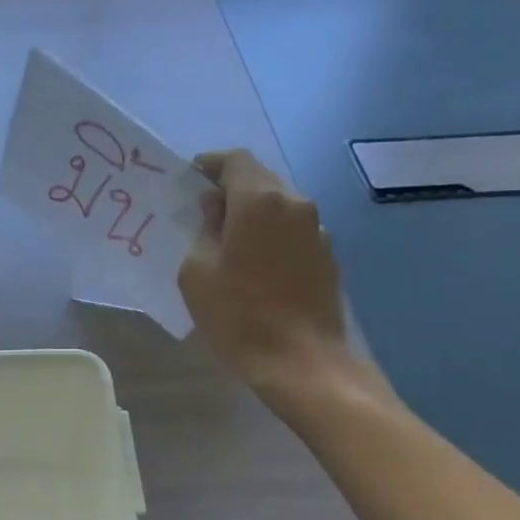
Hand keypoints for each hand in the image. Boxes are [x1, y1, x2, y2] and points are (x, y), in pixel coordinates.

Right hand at [178, 149, 353, 402]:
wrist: (299, 359)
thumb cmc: (238, 315)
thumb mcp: (197, 273)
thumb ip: (204, 230)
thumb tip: (214, 208)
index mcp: (259, 201)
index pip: (236, 161)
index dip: (211, 164)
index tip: (192, 176)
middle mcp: (295, 203)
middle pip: (261, 180)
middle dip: (231, 190)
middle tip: (204, 212)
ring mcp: (317, 229)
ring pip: (279, 206)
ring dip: (253, 214)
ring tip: (229, 241)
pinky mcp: (328, 256)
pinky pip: (293, 231)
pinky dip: (271, 236)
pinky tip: (256, 265)